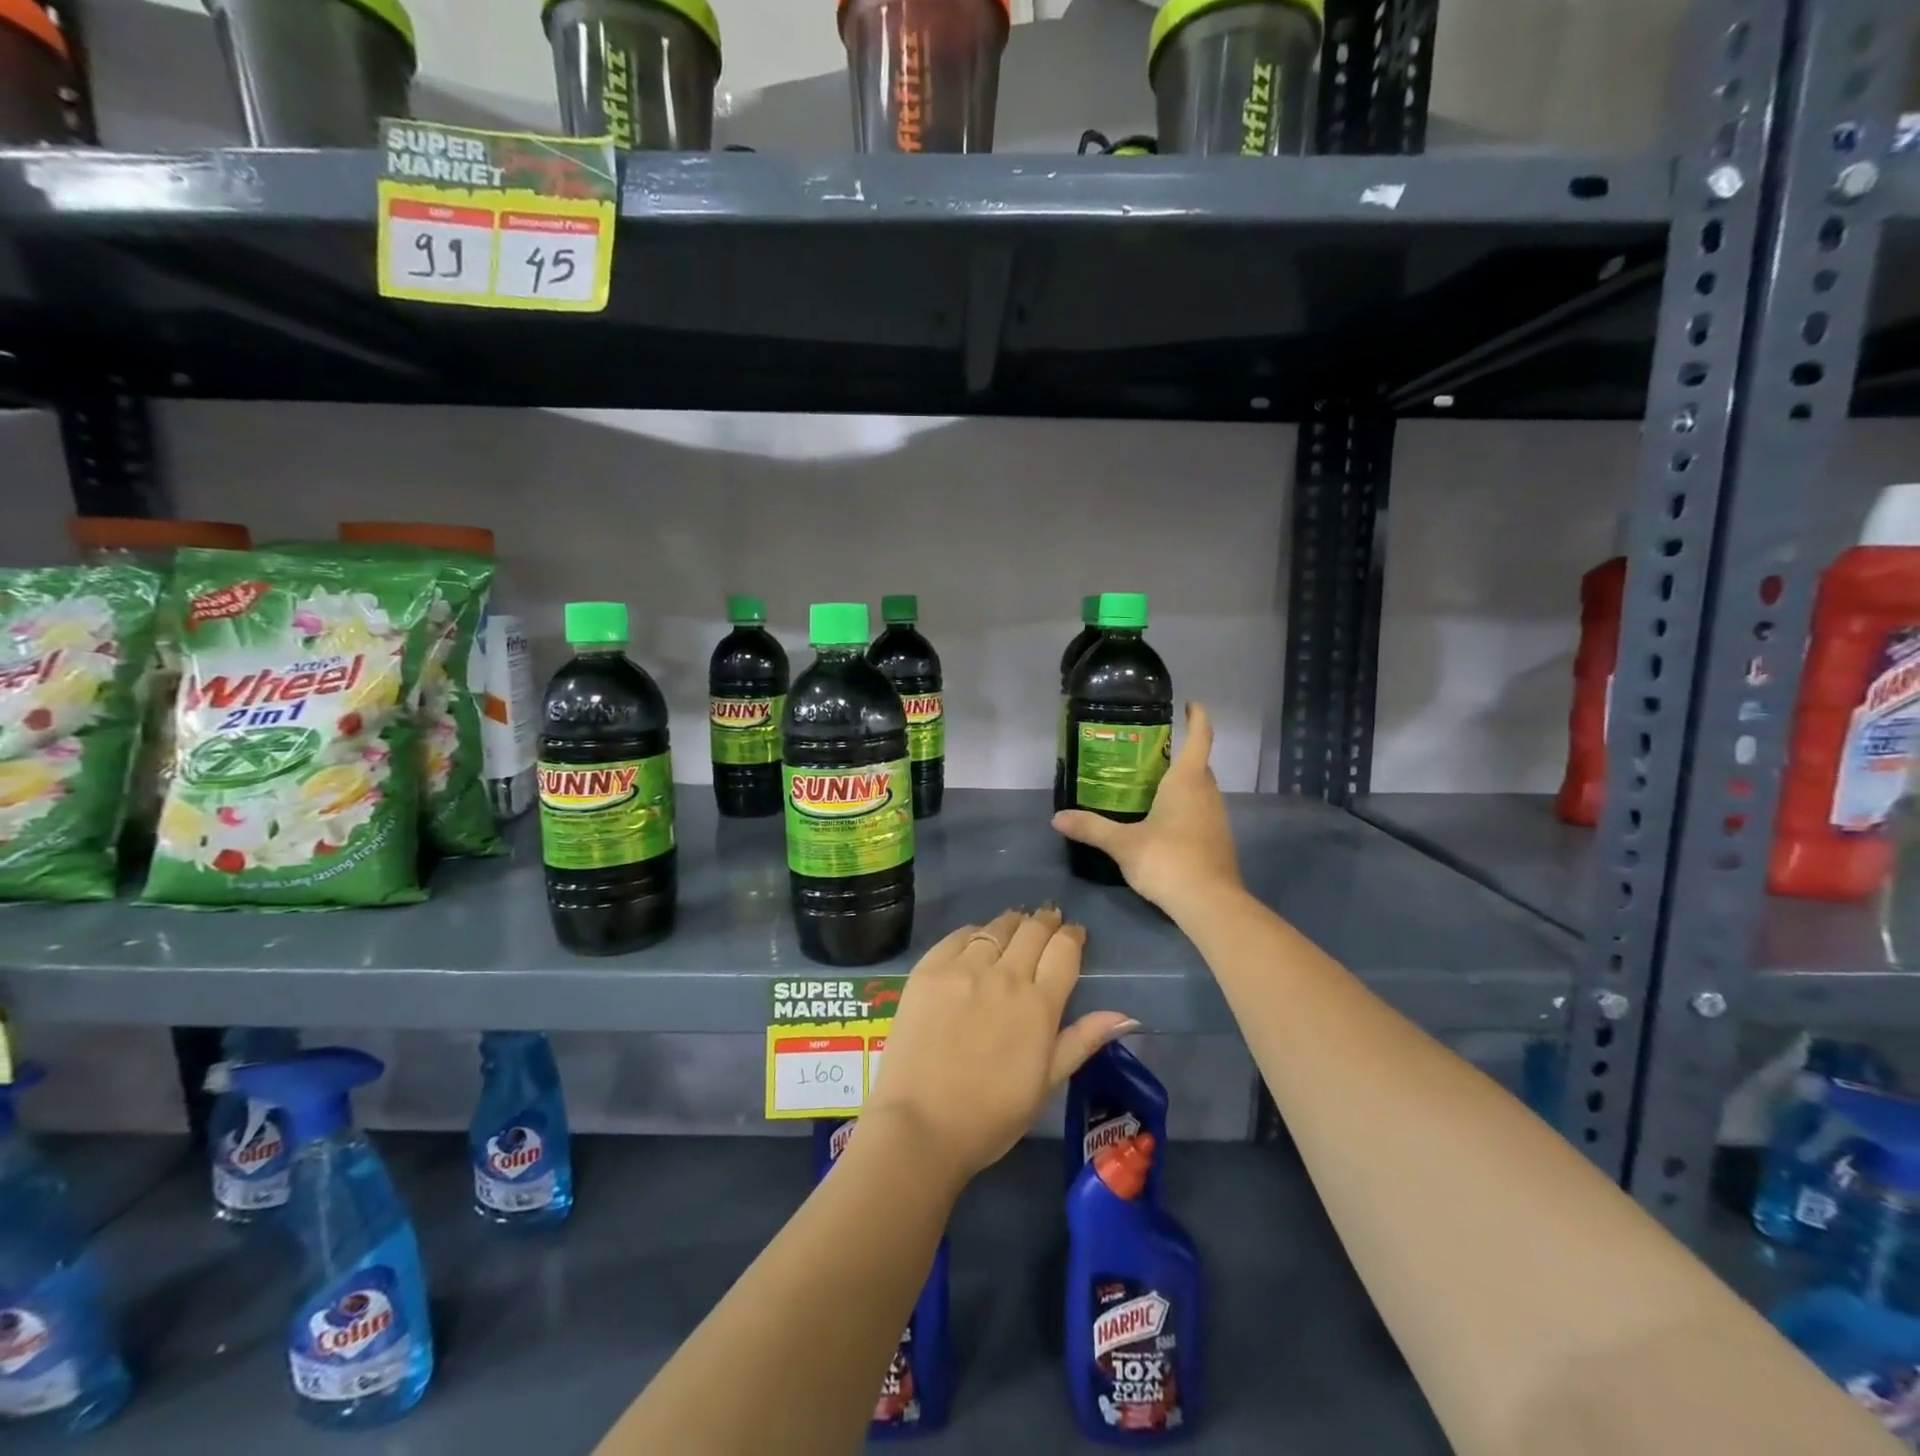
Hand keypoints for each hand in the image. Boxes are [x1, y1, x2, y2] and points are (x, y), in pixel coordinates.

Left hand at [865, 907, 1135, 1186]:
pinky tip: (977, 938)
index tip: (1074, 933)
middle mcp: (1004, 976)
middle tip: (1048, 920)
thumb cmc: (991, 1115)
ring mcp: (963, 969)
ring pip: (997, 928)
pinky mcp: (929, 969)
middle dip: (1046, 921)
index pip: (1064, 951)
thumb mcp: (1046, 1083)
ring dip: (1013, 923)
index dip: (1072, 936)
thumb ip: (1082, 1041)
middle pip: (1032, 931)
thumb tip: (1126, 1015)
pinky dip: (974, 932)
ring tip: (1017, 924)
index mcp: (1039, 1005)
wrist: (920, 1124)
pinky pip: (958, 936)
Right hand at [1052, 701, 1241, 916]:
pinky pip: (1201, 811)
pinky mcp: (1218, 840)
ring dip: (1183, 783)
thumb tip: (1057, 817)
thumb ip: (1091, 828)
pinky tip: (1163, 821)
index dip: (1197, 717)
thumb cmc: (1168, 860)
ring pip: (1201, 790)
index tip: (1191, 704)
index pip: (1200, 738)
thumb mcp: (1123, 844)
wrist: (1210, 903)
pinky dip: (1185, 807)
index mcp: (1187, 782)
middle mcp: (1207, 793)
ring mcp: (1217, 818)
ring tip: (1152, 785)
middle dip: (1181, 754)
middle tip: (1150, 753)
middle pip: (1199, 764)